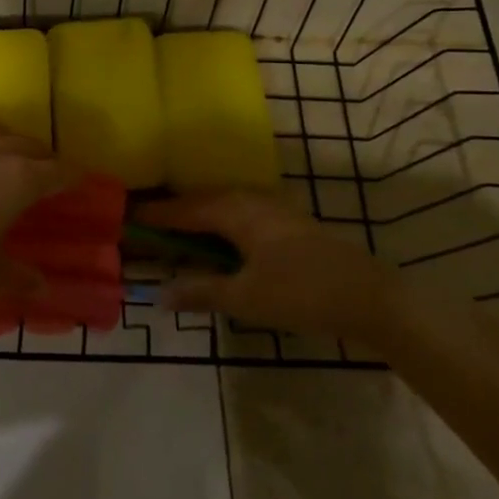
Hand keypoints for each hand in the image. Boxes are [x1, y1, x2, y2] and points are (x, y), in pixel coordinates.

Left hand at [0, 133, 72, 312]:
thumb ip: (20, 276)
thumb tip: (41, 285)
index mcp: (17, 180)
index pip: (57, 171)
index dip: (72, 177)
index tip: (80, 182)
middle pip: (26, 145)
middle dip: (41, 157)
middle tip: (44, 175)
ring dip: (4, 149)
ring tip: (2, 168)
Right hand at [137, 191, 395, 341]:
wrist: (372, 297)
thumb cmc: (302, 293)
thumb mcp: (245, 297)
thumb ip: (200, 292)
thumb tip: (158, 294)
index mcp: (236, 211)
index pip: (184, 208)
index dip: (155, 214)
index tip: (126, 217)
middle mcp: (252, 200)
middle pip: (202, 202)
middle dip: (173, 213)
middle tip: (145, 225)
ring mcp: (273, 209)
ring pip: (222, 207)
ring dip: (196, 218)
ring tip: (174, 232)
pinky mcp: (288, 224)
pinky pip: (239, 215)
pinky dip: (218, 225)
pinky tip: (217, 241)